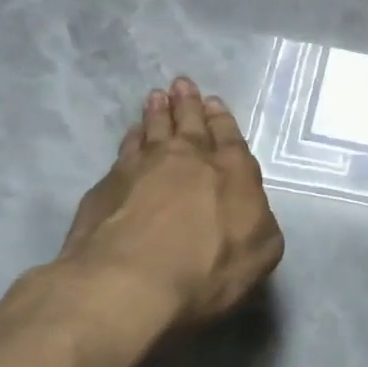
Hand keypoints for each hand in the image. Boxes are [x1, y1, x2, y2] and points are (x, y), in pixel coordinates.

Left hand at [47, 77, 283, 332]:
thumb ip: (260, 222)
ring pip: (152, 130)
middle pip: (188, 124)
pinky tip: (131, 136)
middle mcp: (188, 158)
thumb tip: (251, 209)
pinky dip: (131, 140)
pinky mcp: (106, 187)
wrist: (129, 282)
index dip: (221, 119)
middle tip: (181, 84)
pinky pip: (124, 152)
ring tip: (156, 97)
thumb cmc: (208, 268)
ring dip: (156, 113)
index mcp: (231, 171)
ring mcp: (142, 168)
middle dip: (188, 103)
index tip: (213, 101)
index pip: (228, 137)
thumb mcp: (261, 251)